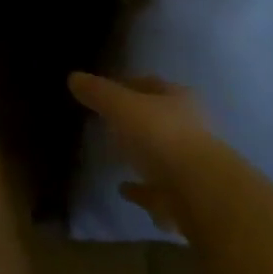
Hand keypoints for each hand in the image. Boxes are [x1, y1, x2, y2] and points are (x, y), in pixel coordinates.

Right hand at [69, 72, 213, 234]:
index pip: (151, 85)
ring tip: (115, 155)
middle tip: (108, 121)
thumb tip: (73, 77)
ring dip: (142, 154)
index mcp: (178, 100)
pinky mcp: (183, 196)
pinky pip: (156, 189)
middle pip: (159, 119)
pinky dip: (140, 189)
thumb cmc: (160, 136)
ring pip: (161, 154)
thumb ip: (98, 93)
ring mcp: (189, 164)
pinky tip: (123, 188)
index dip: (127, 84)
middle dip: (137, 120)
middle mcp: (189, 128)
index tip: (104, 90)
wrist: (198, 191)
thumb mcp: (122, 107)